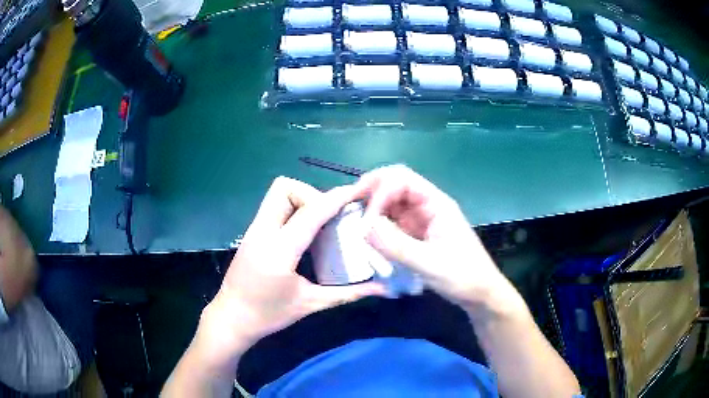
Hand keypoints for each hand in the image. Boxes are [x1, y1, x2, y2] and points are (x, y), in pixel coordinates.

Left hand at [196, 177, 383, 367]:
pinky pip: (273, 207)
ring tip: (318, 223)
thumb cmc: (269, 315)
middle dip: (312, 194)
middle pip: (285, 187)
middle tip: (329, 217)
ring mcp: (253, 230)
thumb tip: (380, 288)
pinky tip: (303, 233)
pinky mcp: (250, 233)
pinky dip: (291, 209)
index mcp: (279, 251)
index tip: (356, 193)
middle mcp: (262, 232)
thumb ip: (348, 293)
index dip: (335, 199)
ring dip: (301, 199)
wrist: (231, 319)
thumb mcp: (311, 304)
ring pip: (276, 194)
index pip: (310, 213)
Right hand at [354, 165, 518, 315]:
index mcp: (436, 204)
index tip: (366, 220)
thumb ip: (396, 246)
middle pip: (395, 184)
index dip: (380, 192)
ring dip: (372, 207)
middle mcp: (427, 206)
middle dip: (371, 190)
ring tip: (354, 221)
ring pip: (392, 202)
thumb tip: (363, 228)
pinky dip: (378, 224)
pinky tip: (368, 236)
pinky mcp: (417, 234)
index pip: (402, 180)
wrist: (479, 294)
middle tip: (348, 204)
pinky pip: (393, 221)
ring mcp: (422, 220)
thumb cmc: (462, 276)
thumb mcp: (429, 263)